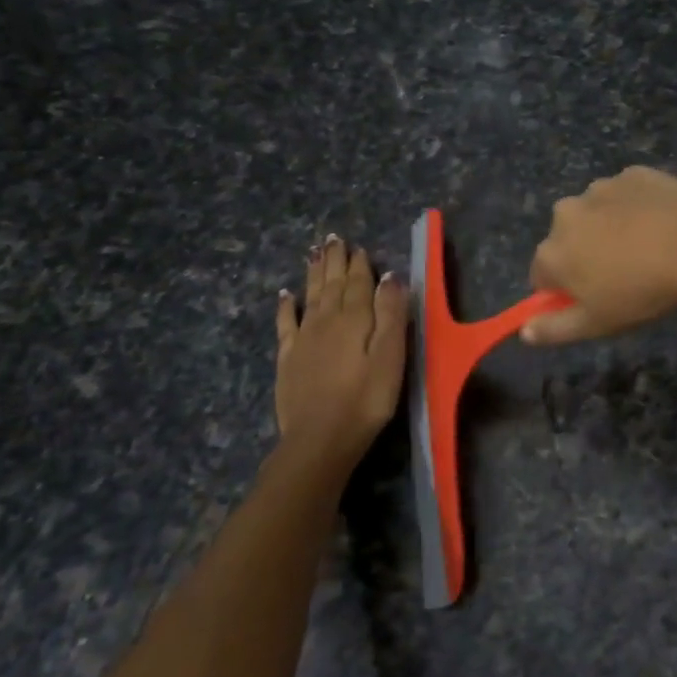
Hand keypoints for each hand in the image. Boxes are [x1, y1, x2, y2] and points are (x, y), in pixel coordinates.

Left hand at [274, 236, 407, 482]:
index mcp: (355, 319)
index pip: (358, 283)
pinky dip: (286, 306)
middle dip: (334, 261)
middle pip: (332, 284)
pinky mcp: (288, 358)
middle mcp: (327, 320)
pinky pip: (286, 323)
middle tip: (333, 238)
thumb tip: (389, 277)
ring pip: (310, 296)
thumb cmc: (366, 399)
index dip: (359, 264)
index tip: (359, 246)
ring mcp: (304, 338)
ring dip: (313, 273)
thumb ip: (391, 314)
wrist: (320, 438)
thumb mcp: (390, 356)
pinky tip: (285, 294)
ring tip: (314, 252)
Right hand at [523, 167, 676, 344]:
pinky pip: (626, 195)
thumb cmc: (641, 291)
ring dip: (609, 227)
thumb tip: (524, 331)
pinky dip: (636, 207)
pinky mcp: (631, 173)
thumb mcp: (596, 324)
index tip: (593, 299)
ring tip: (647, 248)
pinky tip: (661, 224)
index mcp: (551, 252)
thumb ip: (554, 329)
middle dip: (586, 254)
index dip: (565, 291)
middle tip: (624, 274)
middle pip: (567, 240)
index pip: (541, 276)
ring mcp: (599, 188)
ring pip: (596, 214)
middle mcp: (565, 213)